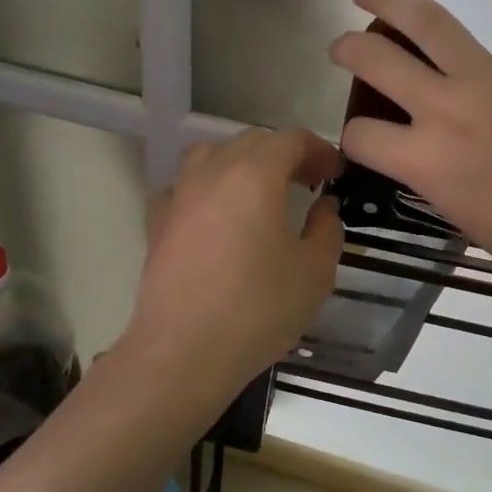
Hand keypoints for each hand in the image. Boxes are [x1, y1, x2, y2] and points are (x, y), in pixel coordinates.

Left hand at [125, 129, 342, 408]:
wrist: (183, 352)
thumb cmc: (257, 310)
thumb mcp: (315, 273)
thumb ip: (327, 229)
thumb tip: (322, 206)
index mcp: (254, 176)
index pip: (290, 140)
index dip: (318, 149)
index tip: (334, 173)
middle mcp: (212, 172)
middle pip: (251, 141)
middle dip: (284, 154)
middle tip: (307, 182)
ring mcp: (179, 195)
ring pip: (211, 155)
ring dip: (241, 162)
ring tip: (259, 191)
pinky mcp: (158, 222)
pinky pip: (185, 186)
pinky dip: (207, 188)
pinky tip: (216, 216)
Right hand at [329, 0, 491, 309]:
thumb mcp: (461, 217)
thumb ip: (431, 176)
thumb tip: (423, 148)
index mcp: (426, 162)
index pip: (363, 135)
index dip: (355, 138)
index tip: (366, 140)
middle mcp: (448, 110)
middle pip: (378, 64)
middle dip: (349, 52)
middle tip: (341, 48)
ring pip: (429, 21)